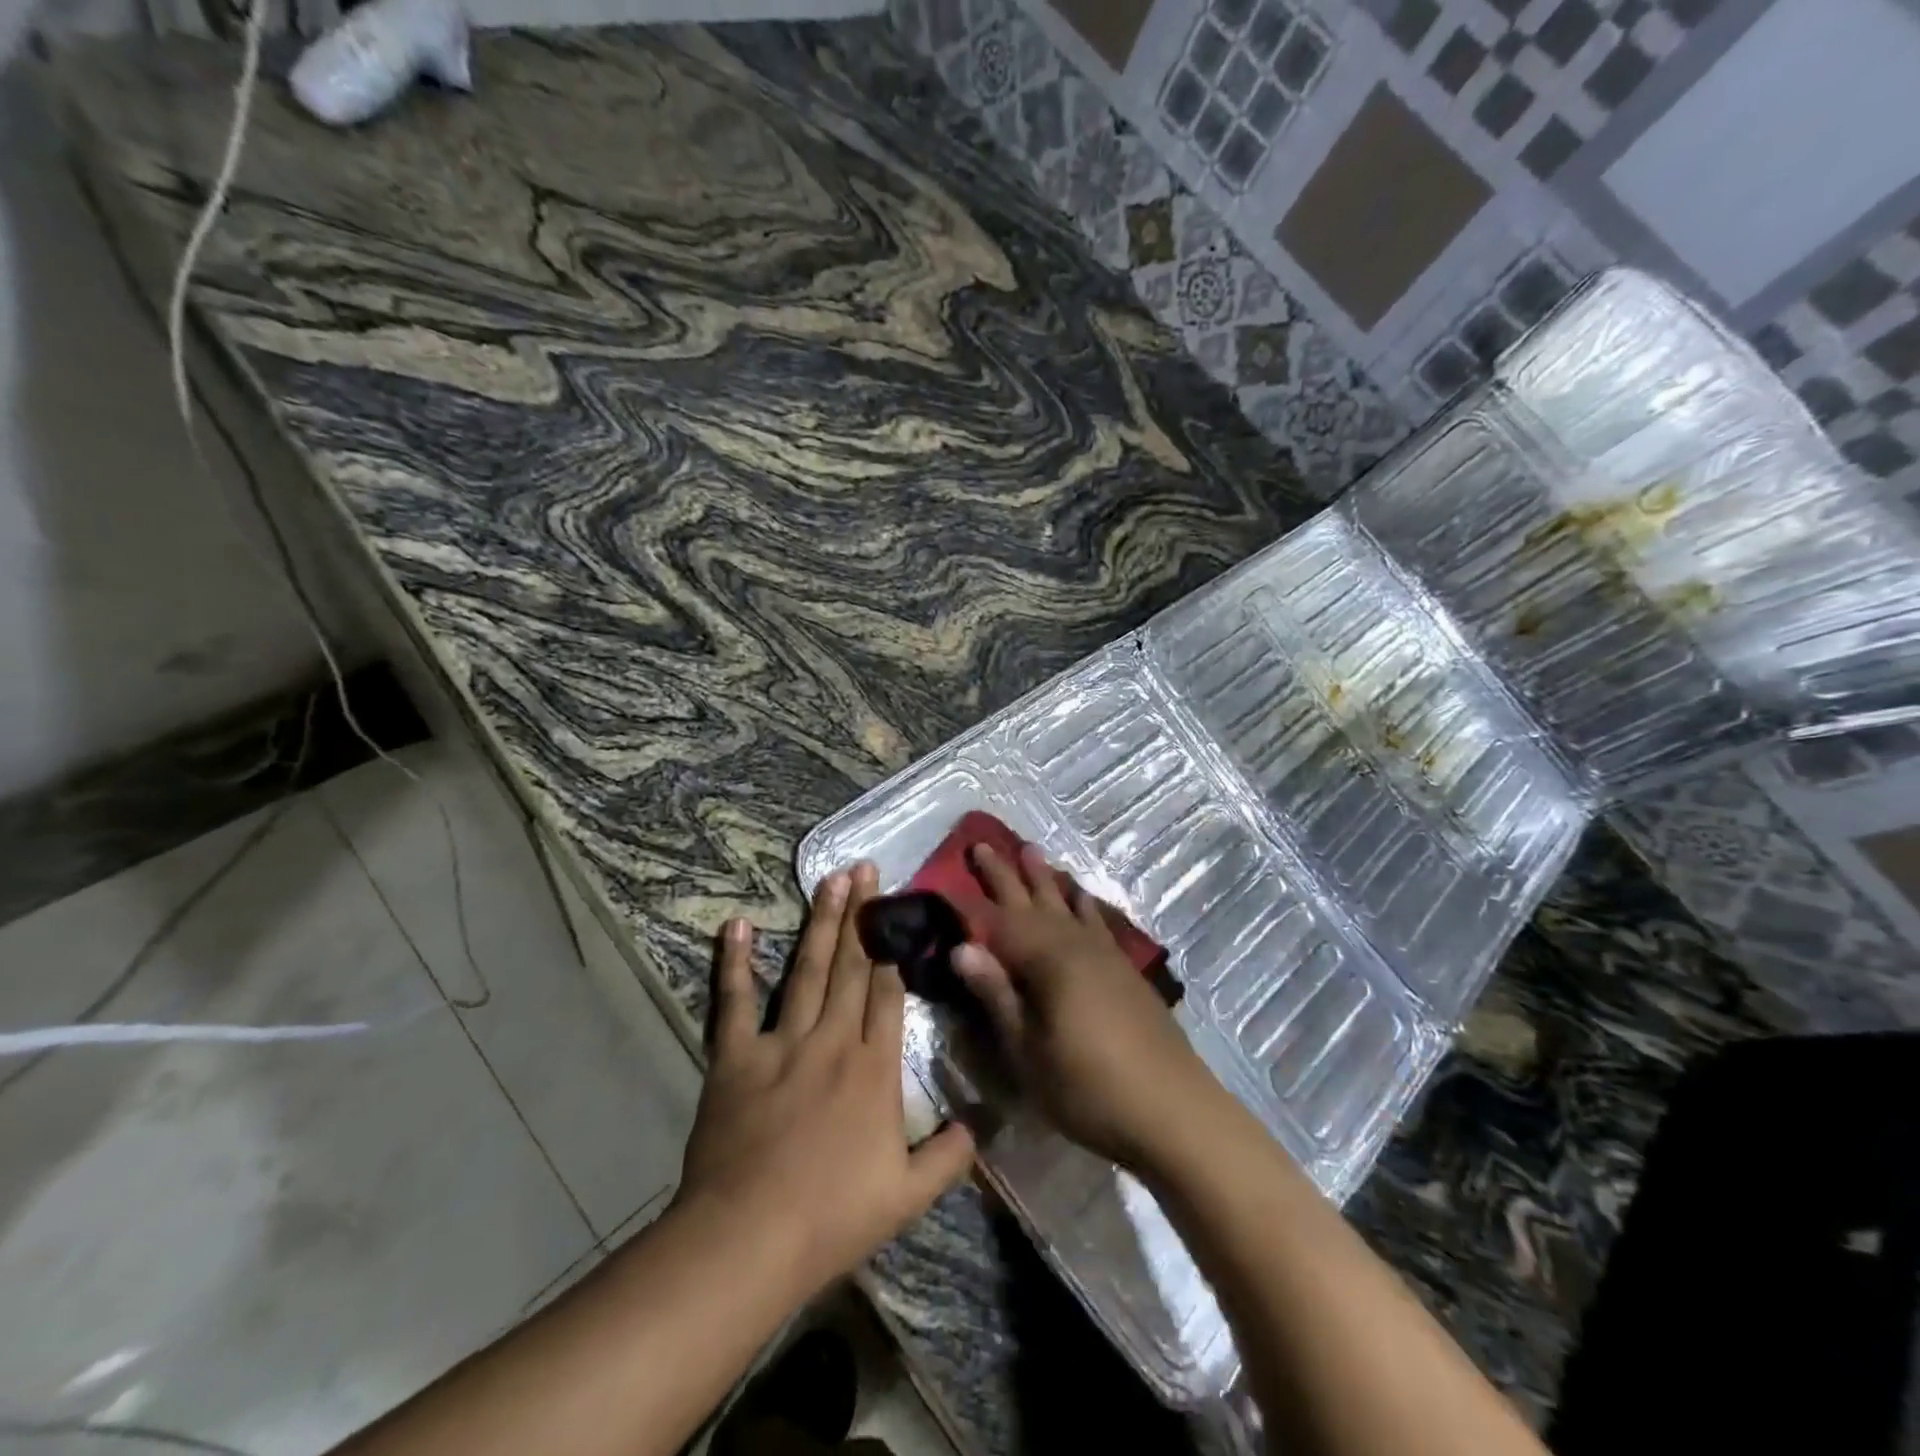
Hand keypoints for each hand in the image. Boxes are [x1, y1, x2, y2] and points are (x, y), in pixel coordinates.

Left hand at [672, 863, 976, 1304]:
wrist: (749, 1240)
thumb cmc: (832, 1218)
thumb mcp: (908, 1196)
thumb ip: (950, 1156)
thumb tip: (985, 1123)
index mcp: (875, 1069)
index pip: (888, 994)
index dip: (894, 948)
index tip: (897, 908)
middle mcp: (833, 1042)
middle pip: (852, 968)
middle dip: (862, 916)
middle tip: (865, 868)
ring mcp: (783, 1043)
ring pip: (808, 970)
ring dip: (821, 923)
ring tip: (831, 879)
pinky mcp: (736, 1056)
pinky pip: (735, 1001)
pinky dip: (734, 962)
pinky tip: (736, 925)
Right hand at [951, 843, 1222, 1170]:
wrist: (1173, 1108)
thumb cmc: (1089, 1088)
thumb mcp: (1029, 1052)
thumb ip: (997, 996)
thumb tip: (961, 948)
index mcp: (1046, 962)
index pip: (997, 923)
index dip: (969, 902)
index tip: (943, 878)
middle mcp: (1073, 945)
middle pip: (1032, 902)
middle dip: (1005, 874)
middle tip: (982, 844)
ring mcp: (1103, 954)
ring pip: (1066, 903)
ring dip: (1045, 878)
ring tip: (1030, 849)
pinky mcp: (1124, 968)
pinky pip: (1096, 919)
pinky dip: (1083, 902)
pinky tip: (1080, 894)